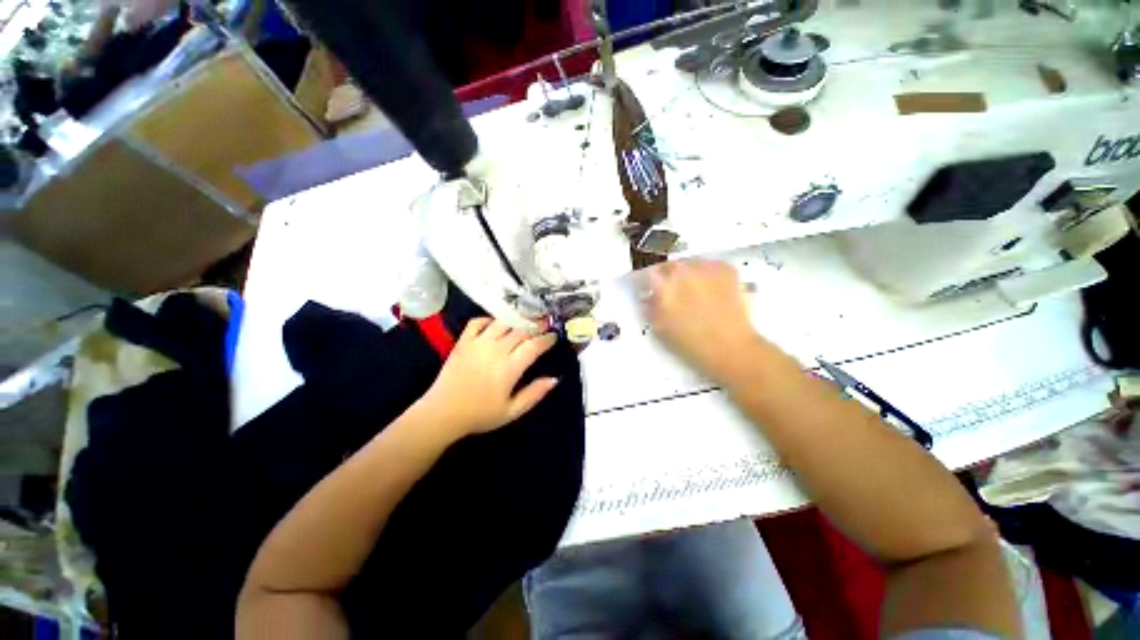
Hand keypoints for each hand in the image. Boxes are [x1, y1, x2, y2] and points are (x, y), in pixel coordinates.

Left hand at [418, 318, 558, 438]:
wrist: (442, 414)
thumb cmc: (480, 415)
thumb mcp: (512, 411)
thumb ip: (534, 394)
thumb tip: (555, 379)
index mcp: (509, 368)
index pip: (534, 346)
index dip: (547, 339)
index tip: (554, 336)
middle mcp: (496, 350)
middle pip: (521, 330)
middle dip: (536, 325)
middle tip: (545, 323)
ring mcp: (478, 343)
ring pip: (502, 323)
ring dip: (516, 319)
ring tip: (525, 319)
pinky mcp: (463, 342)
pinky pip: (477, 322)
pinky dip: (489, 319)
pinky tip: (496, 323)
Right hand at [642, 260, 767, 384]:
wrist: (731, 347)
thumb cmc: (691, 341)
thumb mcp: (660, 327)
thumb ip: (650, 307)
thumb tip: (648, 297)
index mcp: (664, 284)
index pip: (648, 273)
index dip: (647, 282)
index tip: (649, 289)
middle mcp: (684, 269)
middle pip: (669, 266)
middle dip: (668, 278)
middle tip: (673, 293)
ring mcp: (706, 267)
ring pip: (690, 264)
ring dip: (688, 275)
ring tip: (694, 293)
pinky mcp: (726, 269)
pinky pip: (710, 267)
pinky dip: (708, 275)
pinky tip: (711, 292)